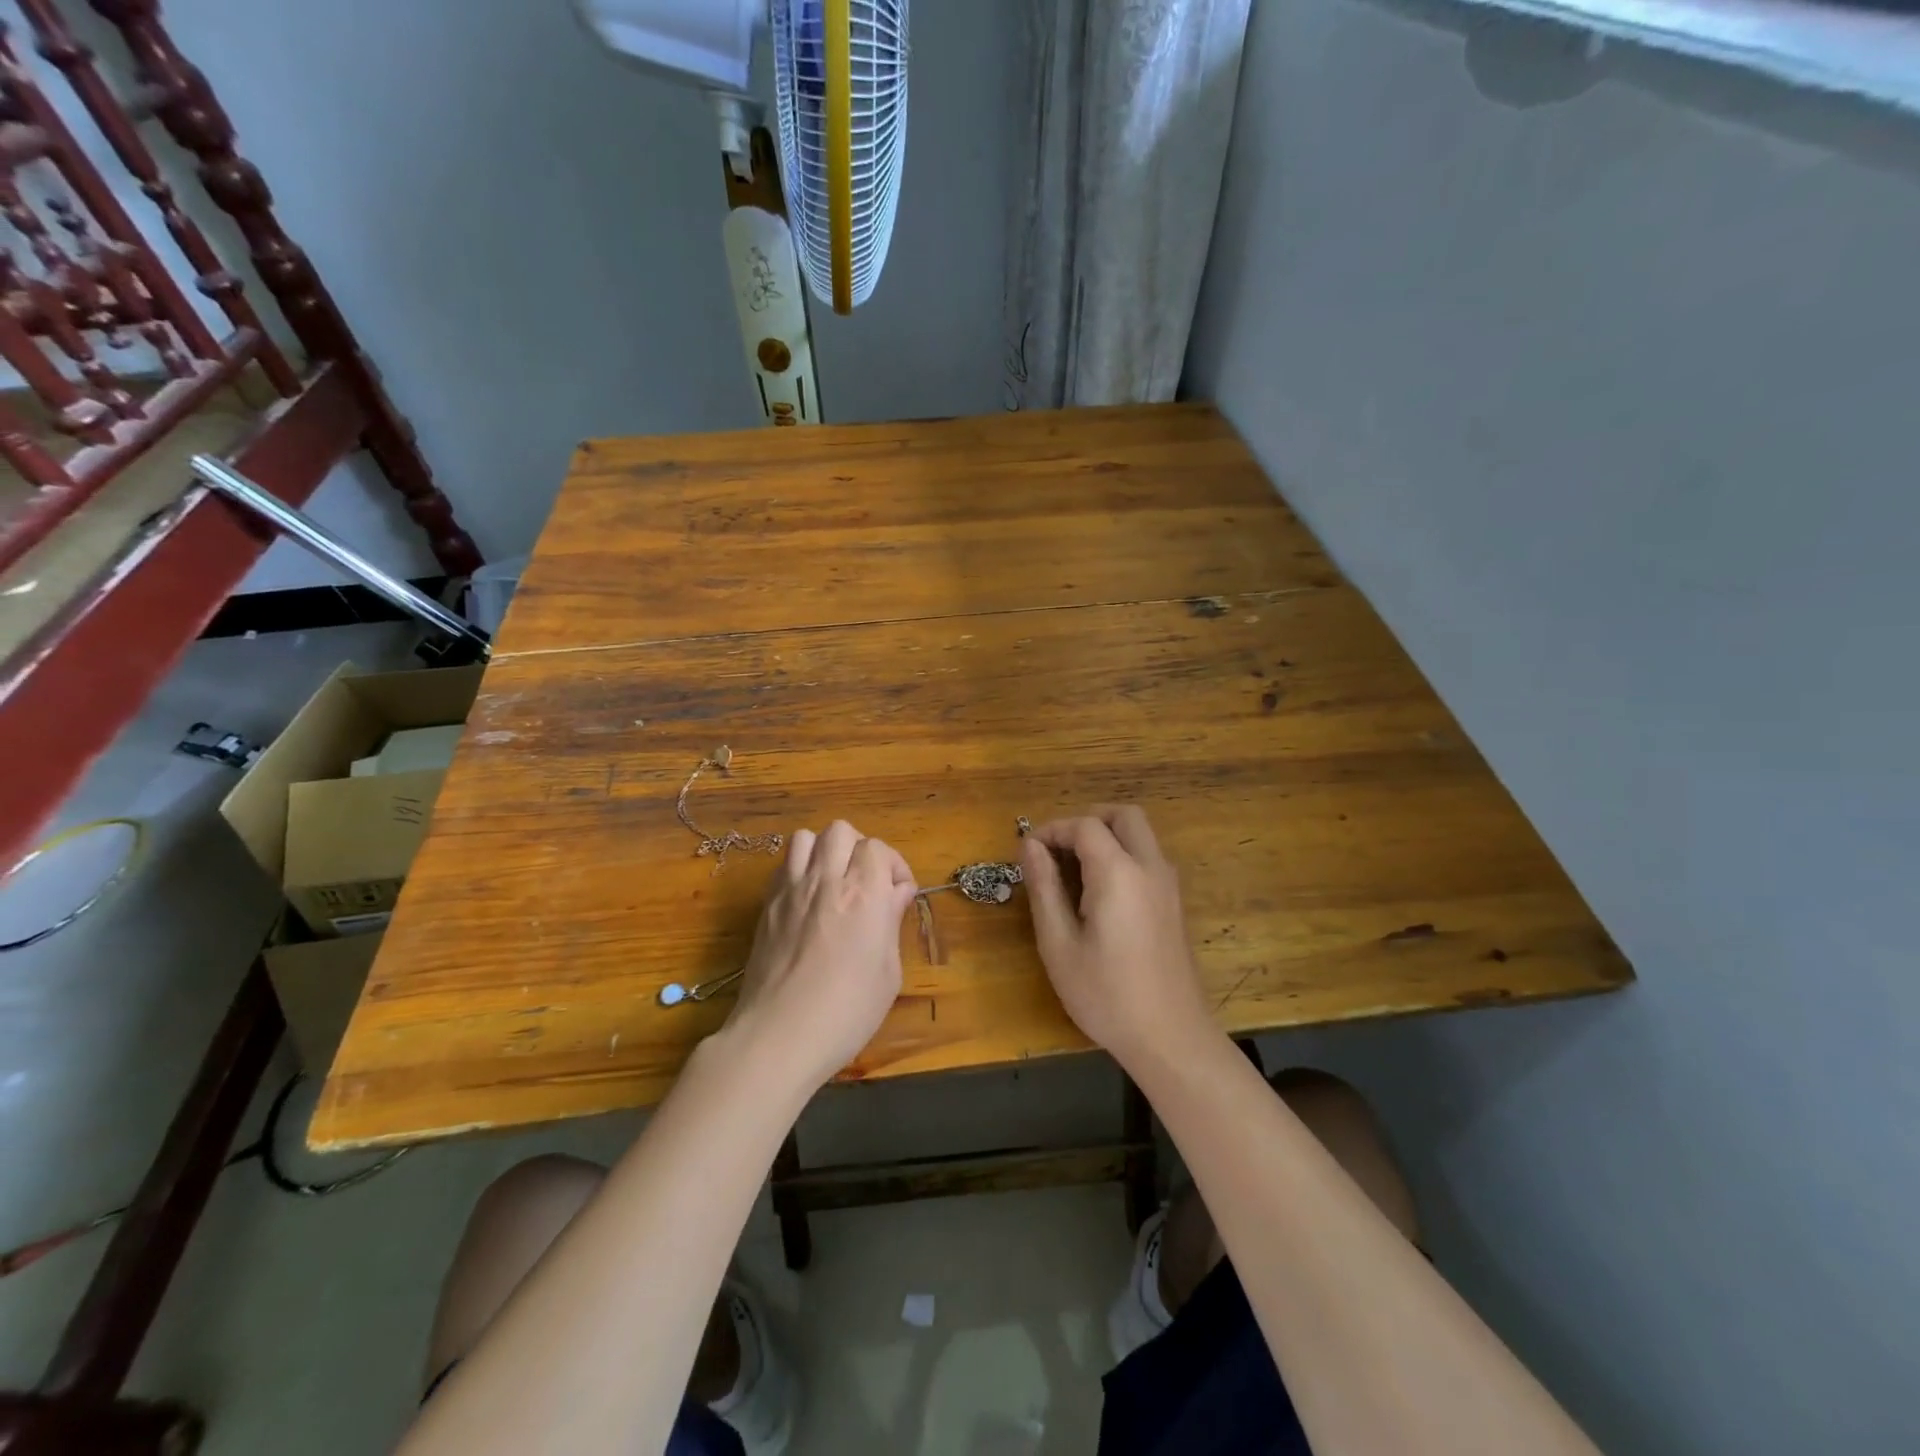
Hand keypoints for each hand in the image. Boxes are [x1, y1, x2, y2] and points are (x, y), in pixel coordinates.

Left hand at [722, 820, 918, 1092]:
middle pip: (841, 831)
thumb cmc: (846, 1012)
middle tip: (866, 882)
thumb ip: (891, 922)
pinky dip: (798, 869)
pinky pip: (782, 865)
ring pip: (806, 837)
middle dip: (859, 849)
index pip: (878, 848)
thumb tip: (897, 892)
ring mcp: (790, 890)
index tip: (897, 894)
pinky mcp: (766, 906)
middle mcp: (825, 879)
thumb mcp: (887, 973)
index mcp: (863, 893)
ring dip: (824, 851)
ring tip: (833, 882)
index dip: (892, 865)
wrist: (778, 1036)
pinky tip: (807, 900)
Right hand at [1020, 806, 1215, 1074]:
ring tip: (1073, 871)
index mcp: (1119, 873)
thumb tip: (1029, 845)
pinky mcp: (1174, 904)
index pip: (1085, 825)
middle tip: (1057, 850)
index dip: (1053, 830)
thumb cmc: (1105, 995)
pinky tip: (1100, 894)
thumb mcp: (1059, 944)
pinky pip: (1148, 858)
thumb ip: (1044, 887)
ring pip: (1141, 835)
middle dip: (1087, 820)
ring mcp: (1169, 886)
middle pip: (1124, 815)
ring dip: (1107, 836)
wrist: (1171, 1038)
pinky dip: (1123, 855)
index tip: (1028, 852)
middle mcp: (1150, 868)